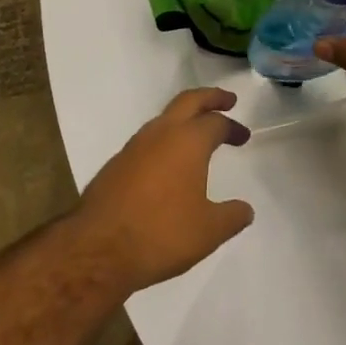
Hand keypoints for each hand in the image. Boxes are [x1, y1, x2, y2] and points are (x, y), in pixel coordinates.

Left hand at [72, 87, 254, 294]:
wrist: (99, 247)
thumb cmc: (161, 233)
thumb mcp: (208, 231)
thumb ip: (231, 217)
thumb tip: (246, 210)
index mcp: (188, 141)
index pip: (216, 122)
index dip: (233, 127)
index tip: (243, 137)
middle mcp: (161, 133)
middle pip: (189, 101)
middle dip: (210, 97)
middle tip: (227, 100)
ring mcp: (135, 145)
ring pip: (165, 118)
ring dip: (185, 118)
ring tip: (198, 133)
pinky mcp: (117, 162)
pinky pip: (148, 139)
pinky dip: (165, 139)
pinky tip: (168, 162)